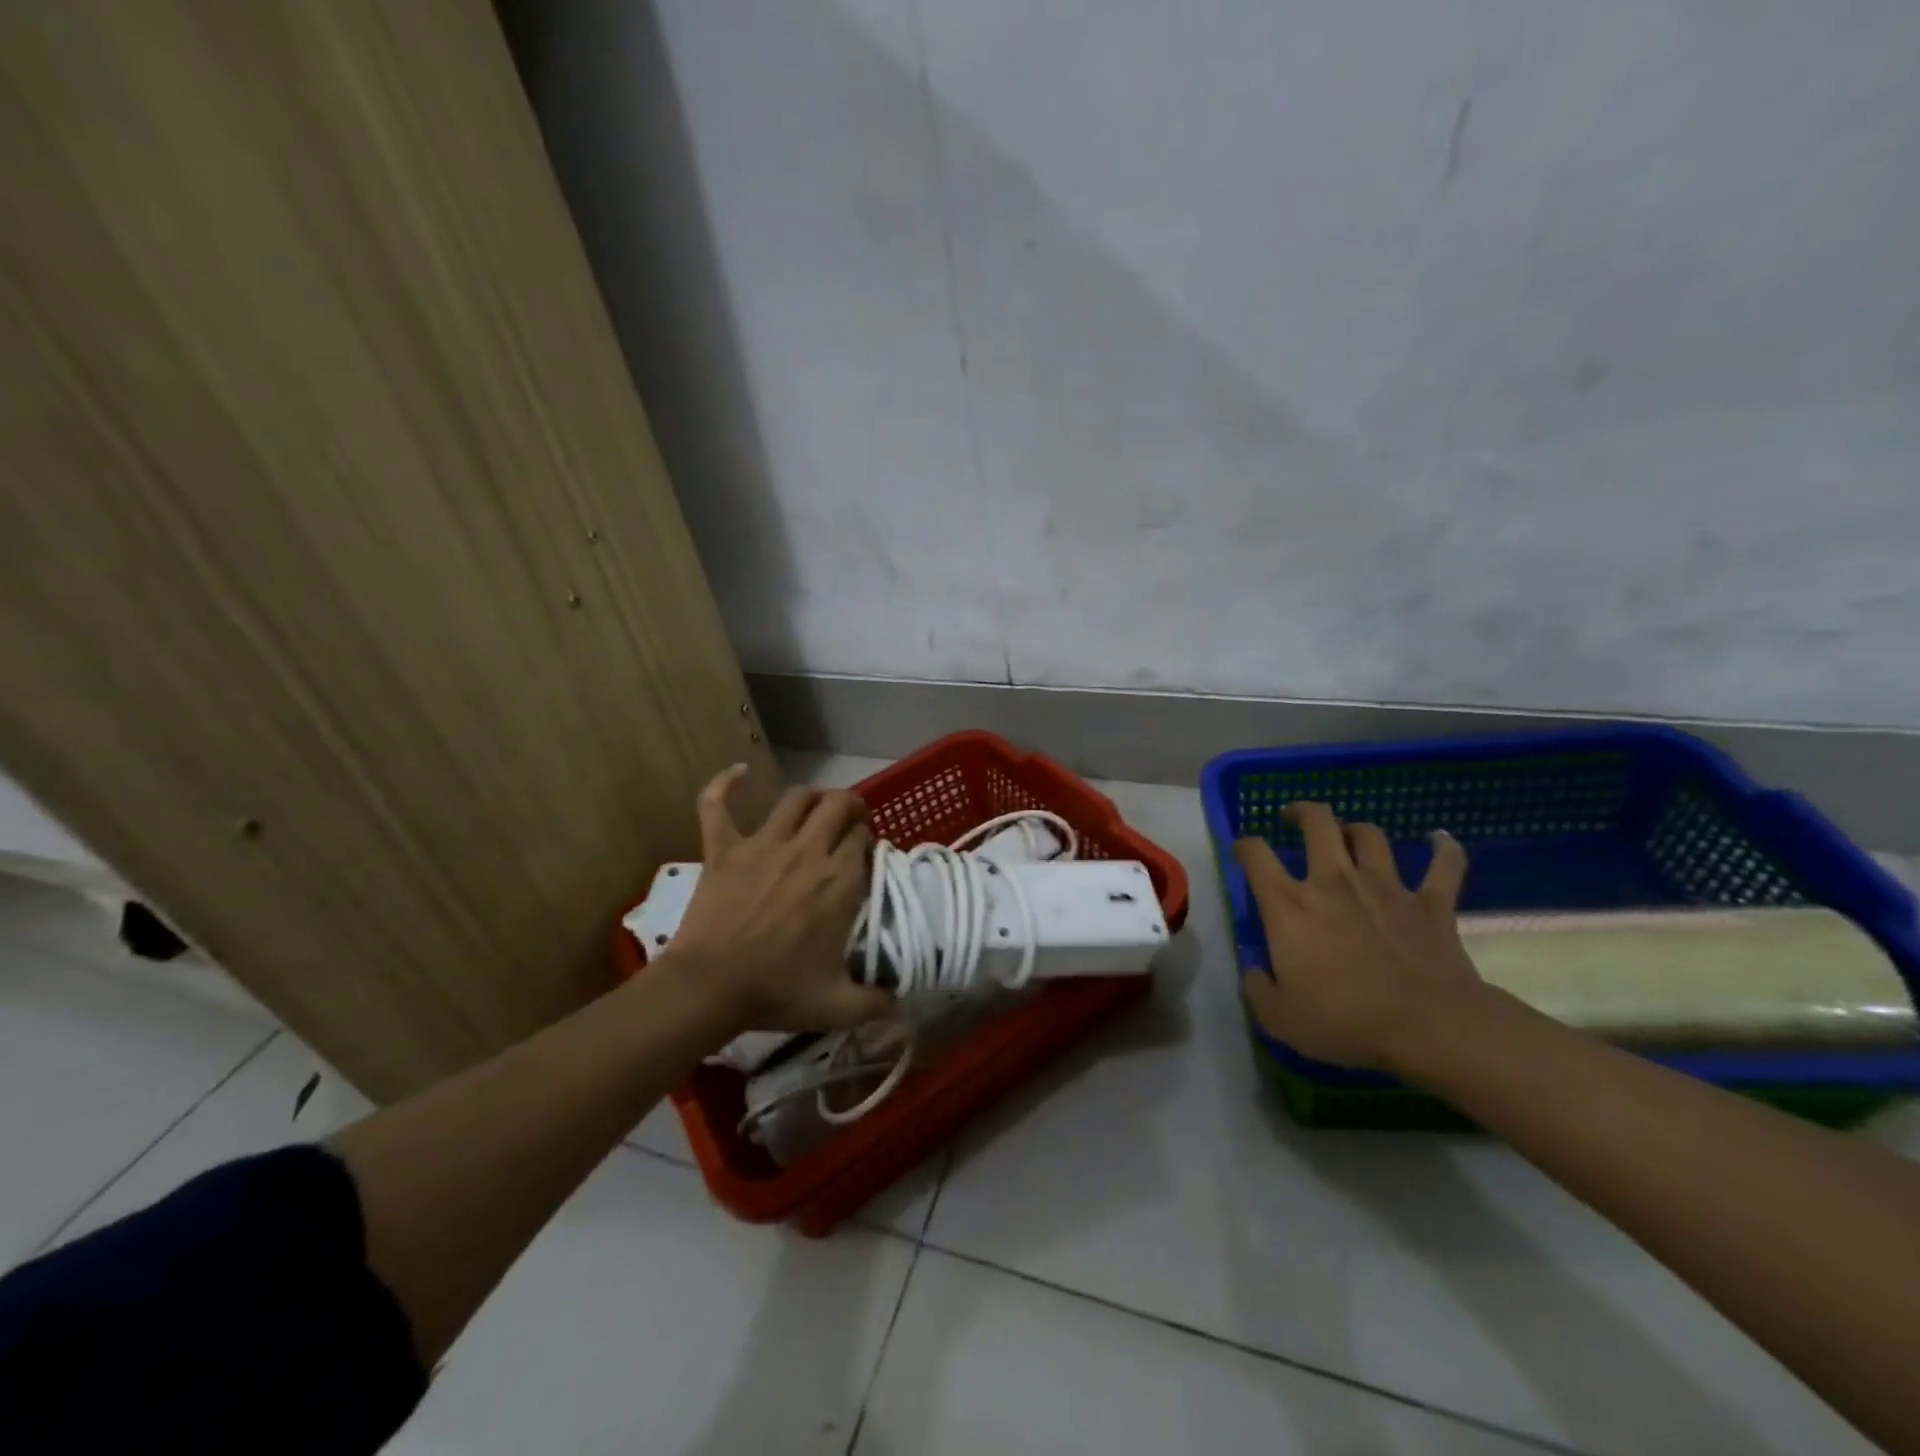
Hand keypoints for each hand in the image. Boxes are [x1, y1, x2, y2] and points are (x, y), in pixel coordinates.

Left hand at [661, 765, 894, 1032]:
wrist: (709, 988)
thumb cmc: (776, 992)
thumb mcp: (837, 1006)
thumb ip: (876, 1003)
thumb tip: (902, 1004)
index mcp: (839, 881)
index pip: (863, 840)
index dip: (867, 843)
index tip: (864, 859)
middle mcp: (808, 851)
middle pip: (838, 805)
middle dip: (850, 808)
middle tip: (850, 824)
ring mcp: (763, 844)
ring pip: (796, 797)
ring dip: (812, 796)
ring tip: (816, 807)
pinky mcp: (723, 847)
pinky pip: (717, 804)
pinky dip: (725, 784)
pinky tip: (738, 772)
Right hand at [1233, 803, 1484, 1074]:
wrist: (1431, 1027)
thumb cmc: (1346, 1021)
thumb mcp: (1280, 1019)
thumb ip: (1258, 990)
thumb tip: (1255, 972)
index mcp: (1289, 906)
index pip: (1256, 855)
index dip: (1244, 845)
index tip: (1243, 850)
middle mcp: (1334, 882)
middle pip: (1317, 823)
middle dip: (1302, 812)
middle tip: (1294, 818)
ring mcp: (1386, 887)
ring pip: (1369, 836)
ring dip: (1356, 830)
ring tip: (1349, 836)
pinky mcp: (1432, 904)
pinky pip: (1444, 865)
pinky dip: (1444, 849)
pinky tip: (1441, 839)